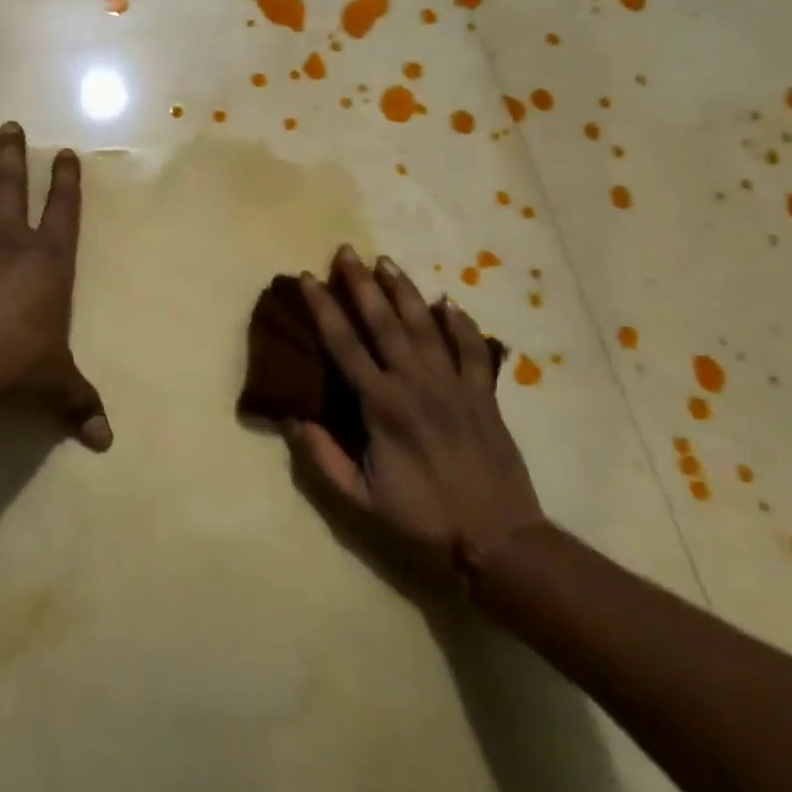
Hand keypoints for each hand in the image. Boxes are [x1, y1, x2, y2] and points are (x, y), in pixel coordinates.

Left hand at [0, 122, 112, 450]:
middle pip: (10, 192)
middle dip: (11, 158)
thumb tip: (106, 443)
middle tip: (8, 126)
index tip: (64, 152)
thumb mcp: (57, 384)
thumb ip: (79, 404)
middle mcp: (8, 248)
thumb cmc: (19, 361)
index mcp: (47, 263)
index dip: (66, 182)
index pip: (63, 212)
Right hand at [288, 246, 544, 576]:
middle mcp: (417, 383)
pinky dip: (460, 322)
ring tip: (385, 261)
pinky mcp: (483, 394)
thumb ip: (323, 457)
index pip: (344, 344)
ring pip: (425, 324)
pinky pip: (472, 348)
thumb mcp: (360, 501)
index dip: (323, 308)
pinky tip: (448, 301)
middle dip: (361, 283)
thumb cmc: (423, 522)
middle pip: (384, 321)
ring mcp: (455, 385)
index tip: (308, 278)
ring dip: (403, 290)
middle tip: (346, 250)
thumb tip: (292, 417)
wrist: (499, 542)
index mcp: (382, 406)